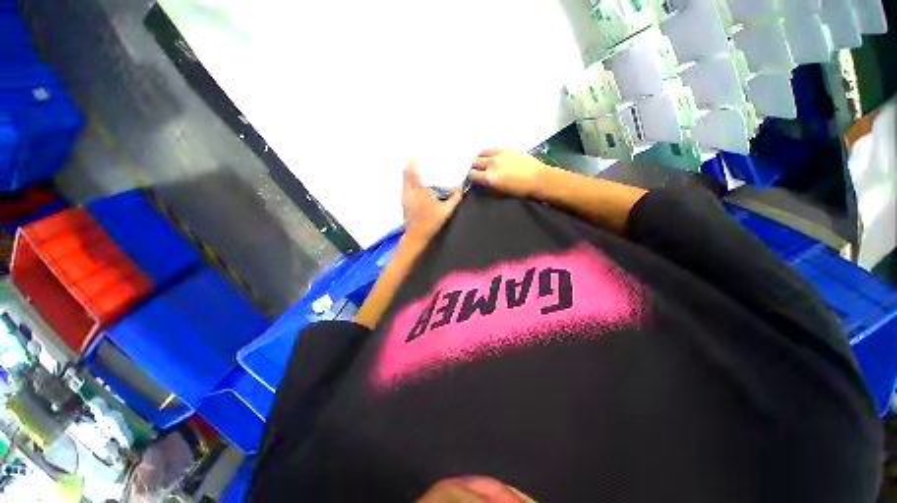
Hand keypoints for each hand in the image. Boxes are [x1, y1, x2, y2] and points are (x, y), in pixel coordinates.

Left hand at [402, 160, 462, 243]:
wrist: (417, 235)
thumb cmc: (431, 222)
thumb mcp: (446, 211)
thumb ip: (454, 199)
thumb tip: (461, 189)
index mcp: (420, 192)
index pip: (413, 174)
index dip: (412, 163)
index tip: (415, 156)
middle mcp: (410, 193)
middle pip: (406, 175)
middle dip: (409, 165)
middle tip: (413, 158)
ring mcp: (405, 198)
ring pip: (403, 181)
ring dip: (407, 173)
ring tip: (412, 167)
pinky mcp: (403, 203)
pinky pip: (404, 187)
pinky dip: (406, 181)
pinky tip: (411, 183)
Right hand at [468, 148, 554, 198]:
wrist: (538, 179)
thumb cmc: (519, 191)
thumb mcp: (500, 193)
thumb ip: (488, 186)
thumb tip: (482, 182)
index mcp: (489, 177)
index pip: (472, 174)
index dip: (472, 177)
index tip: (475, 179)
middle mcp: (491, 164)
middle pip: (475, 161)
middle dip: (476, 167)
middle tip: (480, 171)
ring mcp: (499, 154)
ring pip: (482, 152)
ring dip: (482, 158)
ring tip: (486, 162)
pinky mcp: (507, 148)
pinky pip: (493, 148)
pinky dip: (491, 153)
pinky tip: (496, 157)